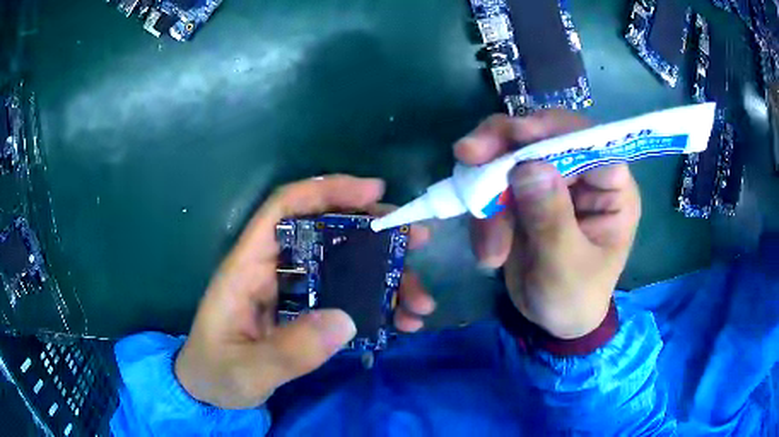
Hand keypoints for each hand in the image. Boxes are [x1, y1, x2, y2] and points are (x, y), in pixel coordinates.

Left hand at [175, 176, 433, 408]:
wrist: (208, 390)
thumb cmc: (215, 374)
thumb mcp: (246, 371)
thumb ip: (288, 351)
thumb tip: (345, 320)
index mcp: (247, 268)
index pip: (283, 209)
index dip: (326, 191)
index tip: (374, 193)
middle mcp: (272, 270)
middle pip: (325, 232)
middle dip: (375, 232)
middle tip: (417, 240)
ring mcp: (292, 291)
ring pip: (344, 267)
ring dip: (386, 277)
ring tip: (421, 302)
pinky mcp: (305, 312)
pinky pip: (347, 298)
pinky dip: (378, 305)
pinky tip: (402, 323)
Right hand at [455, 111, 640, 338]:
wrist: (552, 322)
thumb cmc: (574, 300)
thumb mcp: (565, 268)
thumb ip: (551, 218)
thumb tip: (528, 166)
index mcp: (611, 188)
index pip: (587, 138)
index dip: (551, 128)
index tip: (513, 133)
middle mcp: (582, 175)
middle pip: (541, 136)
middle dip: (502, 147)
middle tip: (467, 156)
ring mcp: (551, 182)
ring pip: (509, 158)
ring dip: (487, 196)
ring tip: (490, 250)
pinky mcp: (524, 195)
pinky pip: (493, 185)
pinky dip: (482, 213)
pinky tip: (488, 252)